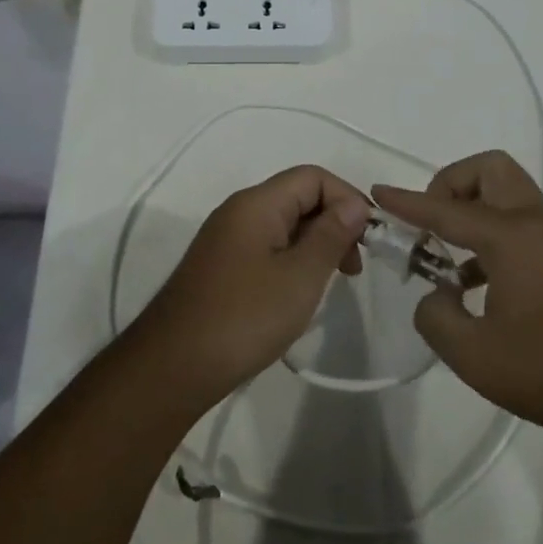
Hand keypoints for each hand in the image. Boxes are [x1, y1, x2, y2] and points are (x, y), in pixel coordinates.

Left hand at [134, 165, 371, 406]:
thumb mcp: (300, 277)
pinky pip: (267, 247)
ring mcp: (226, 240)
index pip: (313, 177)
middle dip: (334, 222)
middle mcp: (239, 212)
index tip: (368, 239)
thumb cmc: (244, 318)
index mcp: (256, 204)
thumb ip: (331, 236)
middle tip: (354, 266)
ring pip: (284, 224)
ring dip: (315, 243)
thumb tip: (355, 206)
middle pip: (298, 197)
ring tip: (333, 281)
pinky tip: (301, 292)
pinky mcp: (221, 266)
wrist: (174, 367)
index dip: (347, 198)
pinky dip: (293, 259)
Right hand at [373, 151, 542, 438]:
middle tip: (431, 225)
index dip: (407, 202)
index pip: (446, 208)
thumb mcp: (473, 354)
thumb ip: (435, 317)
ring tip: (444, 258)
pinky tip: (473, 284)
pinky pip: (518, 223)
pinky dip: (489, 234)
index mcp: (510, 236)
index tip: (378, 194)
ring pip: (506, 194)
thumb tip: (435, 296)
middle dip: (451, 184)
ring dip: (470, 210)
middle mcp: (534, 224)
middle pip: (489, 170)